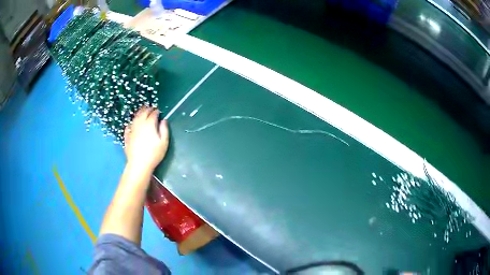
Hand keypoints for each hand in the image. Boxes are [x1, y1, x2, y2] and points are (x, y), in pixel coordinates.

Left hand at [124, 107, 168, 171]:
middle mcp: (140, 124)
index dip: (156, 111)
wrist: (139, 164)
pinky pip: (128, 126)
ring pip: (135, 117)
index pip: (153, 113)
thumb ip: (164, 129)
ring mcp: (132, 129)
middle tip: (151, 108)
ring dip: (139, 113)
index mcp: (149, 124)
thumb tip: (163, 120)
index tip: (158, 110)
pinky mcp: (127, 136)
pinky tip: (131, 124)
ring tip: (142, 111)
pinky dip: (131, 123)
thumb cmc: (154, 154)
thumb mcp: (164, 142)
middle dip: (147, 109)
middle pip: (143, 113)